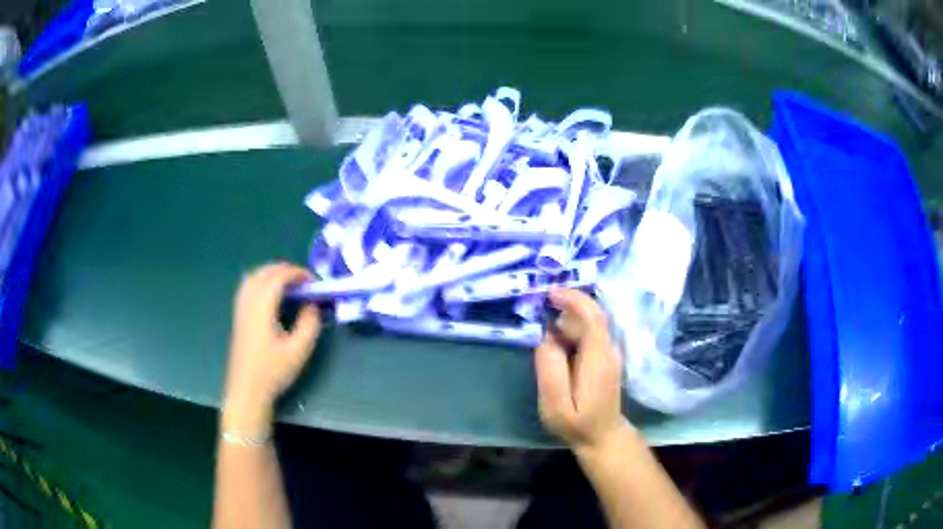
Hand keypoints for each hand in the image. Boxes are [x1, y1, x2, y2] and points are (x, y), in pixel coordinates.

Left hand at [223, 263, 320, 430]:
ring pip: (253, 276)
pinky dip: (262, 281)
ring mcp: (240, 308)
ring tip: (289, 284)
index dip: (297, 273)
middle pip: (264, 272)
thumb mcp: (299, 350)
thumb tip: (312, 304)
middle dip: (285, 270)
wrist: (247, 390)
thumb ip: (310, 323)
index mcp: (262, 306)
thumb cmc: (273, 371)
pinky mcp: (238, 316)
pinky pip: (248, 286)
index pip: (278, 277)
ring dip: (272, 273)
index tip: (314, 281)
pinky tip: (271, 295)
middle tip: (304, 281)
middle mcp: (248, 301)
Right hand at [535, 289, 629, 457]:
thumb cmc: (577, 424)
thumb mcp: (556, 405)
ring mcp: (610, 353)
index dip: (574, 300)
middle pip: (589, 317)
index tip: (549, 294)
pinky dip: (571, 331)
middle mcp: (609, 350)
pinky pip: (589, 334)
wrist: (603, 436)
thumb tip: (546, 338)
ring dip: (566, 321)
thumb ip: (550, 370)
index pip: (593, 317)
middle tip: (537, 316)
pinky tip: (556, 345)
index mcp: (598, 358)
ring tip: (543, 333)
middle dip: (564, 310)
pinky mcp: (605, 358)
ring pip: (588, 325)